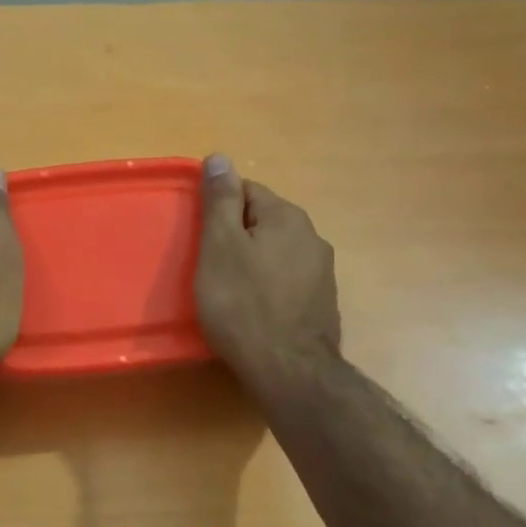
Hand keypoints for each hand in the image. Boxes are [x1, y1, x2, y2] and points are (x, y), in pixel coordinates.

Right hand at [194, 153, 341, 380]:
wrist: (288, 370)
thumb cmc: (242, 304)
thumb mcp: (220, 246)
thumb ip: (221, 200)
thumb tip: (220, 157)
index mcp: (287, 217)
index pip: (247, 191)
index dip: (219, 211)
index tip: (202, 239)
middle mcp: (312, 237)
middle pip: (264, 222)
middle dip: (237, 237)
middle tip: (211, 267)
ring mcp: (322, 272)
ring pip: (278, 252)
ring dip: (255, 262)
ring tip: (231, 291)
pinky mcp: (323, 303)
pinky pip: (288, 281)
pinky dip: (270, 287)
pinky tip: (255, 310)